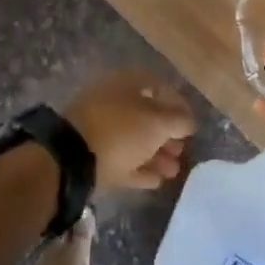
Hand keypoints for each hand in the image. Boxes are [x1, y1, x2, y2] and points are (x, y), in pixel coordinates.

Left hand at [64, 71, 195, 189]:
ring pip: (135, 140)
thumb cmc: (121, 130)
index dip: (179, 106)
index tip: (192, 126)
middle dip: (168, 135)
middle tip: (182, 151)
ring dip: (157, 155)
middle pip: (147, 116)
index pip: (160, 88)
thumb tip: (188, 121)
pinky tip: (157, 181)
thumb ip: (179, 120)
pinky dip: (140, 168)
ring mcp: (101, 128)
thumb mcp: (158, 123)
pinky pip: (123, 159)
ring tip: (174, 172)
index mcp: (127, 83)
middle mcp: (114, 101)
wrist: (72, 158)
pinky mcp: (92, 155)